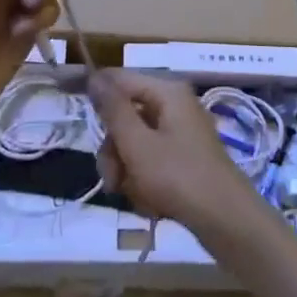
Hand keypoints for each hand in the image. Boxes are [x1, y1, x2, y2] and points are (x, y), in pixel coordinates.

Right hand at [90, 70, 263, 238]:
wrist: (227, 220)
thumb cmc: (179, 177)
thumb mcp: (137, 143)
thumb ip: (113, 109)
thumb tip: (94, 75)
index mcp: (167, 92)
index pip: (120, 79)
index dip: (95, 92)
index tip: (69, 105)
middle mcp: (174, 106)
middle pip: (125, 116)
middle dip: (114, 151)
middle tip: (114, 179)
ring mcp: (180, 133)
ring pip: (134, 144)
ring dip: (127, 171)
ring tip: (134, 195)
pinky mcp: (183, 159)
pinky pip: (150, 162)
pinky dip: (144, 181)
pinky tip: (150, 203)